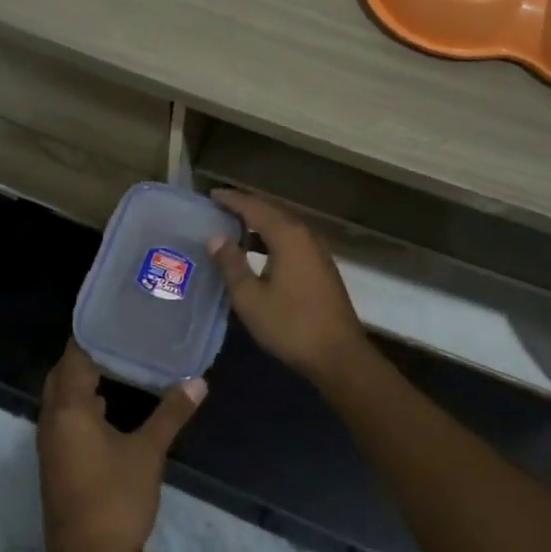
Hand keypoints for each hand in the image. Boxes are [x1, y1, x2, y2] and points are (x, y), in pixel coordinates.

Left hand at [37, 342, 205, 551]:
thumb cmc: (115, 500)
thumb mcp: (148, 453)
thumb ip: (171, 413)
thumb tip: (198, 381)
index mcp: (68, 408)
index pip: (74, 356)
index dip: (93, 334)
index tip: (118, 318)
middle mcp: (52, 419)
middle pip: (63, 374)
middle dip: (87, 355)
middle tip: (122, 338)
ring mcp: (51, 444)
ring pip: (62, 398)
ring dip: (84, 381)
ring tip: (121, 364)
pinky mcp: (57, 463)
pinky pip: (66, 418)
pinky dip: (83, 405)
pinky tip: (112, 408)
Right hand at [207, 190, 369, 383]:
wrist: (339, 356)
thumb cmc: (290, 325)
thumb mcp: (250, 298)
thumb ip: (231, 264)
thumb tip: (216, 238)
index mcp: (287, 236)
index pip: (254, 207)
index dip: (232, 200)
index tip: (211, 195)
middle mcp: (305, 235)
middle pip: (271, 212)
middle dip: (245, 208)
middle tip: (219, 208)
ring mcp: (317, 251)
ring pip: (283, 227)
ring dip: (259, 224)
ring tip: (233, 228)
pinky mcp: (321, 267)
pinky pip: (292, 241)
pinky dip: (271, 239)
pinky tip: (258, 252)